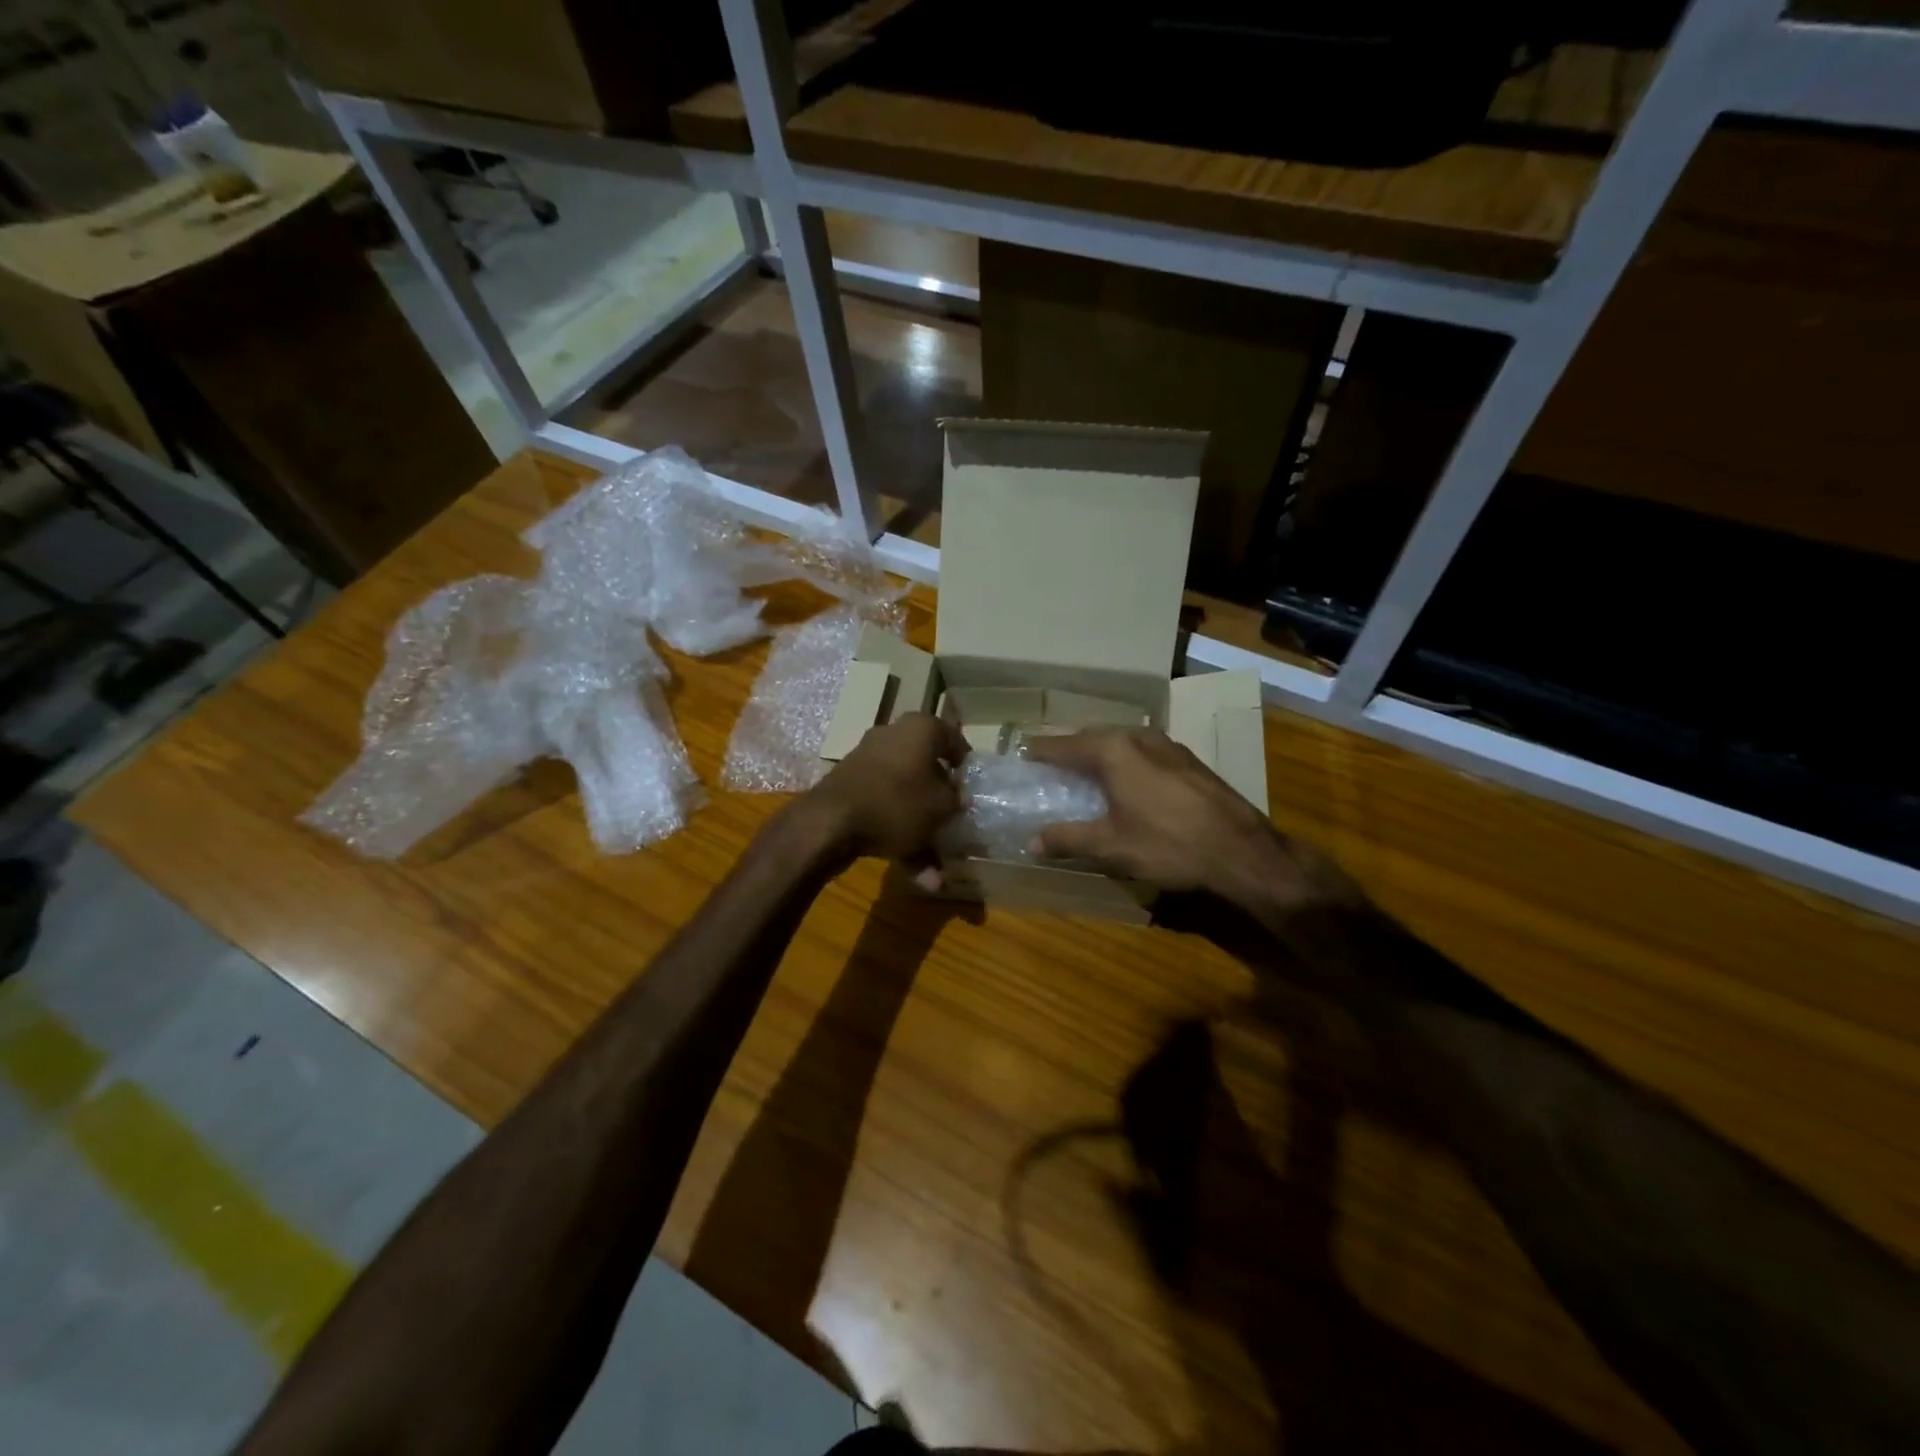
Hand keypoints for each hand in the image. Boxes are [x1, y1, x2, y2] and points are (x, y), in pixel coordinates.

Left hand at [805, 713, 968, 878]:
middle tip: (953, 818)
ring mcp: (867, 759)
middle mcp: (893, 735)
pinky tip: (912, 869)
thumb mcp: (942, 806)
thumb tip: (957, 798)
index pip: (954, 739)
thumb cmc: (897, 803)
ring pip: (904, 793)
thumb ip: (956, 800)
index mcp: (921, 728)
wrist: (830, 822)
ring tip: (935, 864)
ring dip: (920, 825)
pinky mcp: (850, 784)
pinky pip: (883, 806)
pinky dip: (897, 831)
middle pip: (926, 767)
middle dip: (940, 798)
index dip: (966, 765)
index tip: (972, 787)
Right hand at [1024, 728, 1359, 917]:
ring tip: (1086, 773)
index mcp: (1112, 750)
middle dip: (1069, 750)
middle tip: (1050, 767)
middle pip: (1091, 737)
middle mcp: (1138, 736)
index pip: (1062, 745)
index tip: (1021, 756)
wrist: (1242, 850)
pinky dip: (1125, 760)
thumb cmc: (1168, 844)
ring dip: (1099, 753)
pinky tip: (1128, 782)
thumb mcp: (1111, 846)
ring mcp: (1168, 745)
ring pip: (1121, 741)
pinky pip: (1143, 751)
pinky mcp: (1188, 760)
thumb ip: (1068, 839)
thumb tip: (1031, 842)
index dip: (1039, 752)